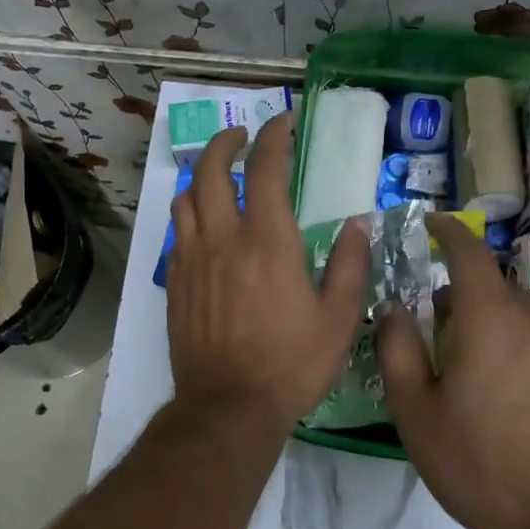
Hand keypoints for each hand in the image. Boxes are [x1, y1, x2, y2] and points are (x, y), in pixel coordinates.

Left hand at [167, 113, 369, 429]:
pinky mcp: (173, 284)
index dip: (272, 136)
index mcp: (267, 241)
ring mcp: (191, 260)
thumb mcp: (338, 319)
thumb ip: (349, 265)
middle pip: (210, 171)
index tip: (281, 122)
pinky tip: (202, 229)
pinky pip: (176, 236)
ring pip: (184, 199)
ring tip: (217, 177)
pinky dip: (188, 218)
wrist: (228, 406)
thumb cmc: (290, 364)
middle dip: (224, 142)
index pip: (264, 168)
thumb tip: (356, 224)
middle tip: (240, 136)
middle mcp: (222, 239)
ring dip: (200, 177)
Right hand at [379, 216, 529, 528]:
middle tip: (456, 331)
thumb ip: (398, 349)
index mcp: (492, 320)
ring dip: (521, 315)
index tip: (435, 225)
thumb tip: (395, 307)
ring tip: (507, 359)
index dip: (449, 232)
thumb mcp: (416, 414)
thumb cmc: (480, 467)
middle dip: (476, 293)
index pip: (469, 253)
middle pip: (507, 283)